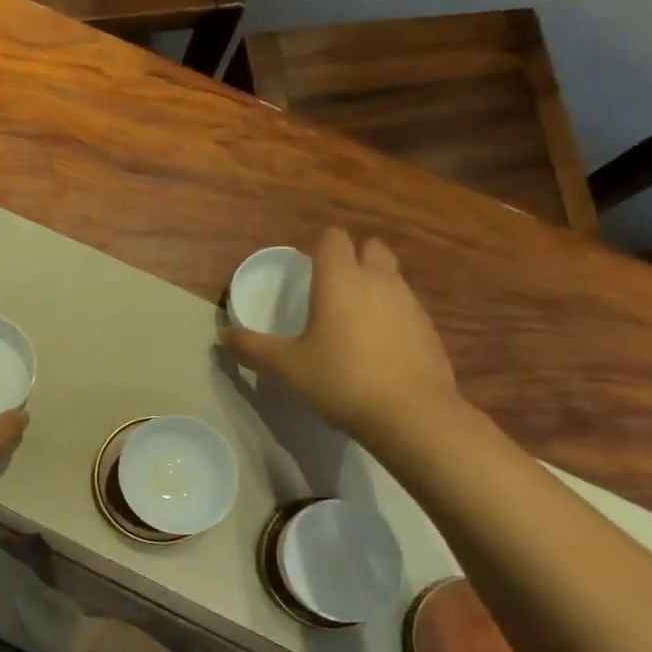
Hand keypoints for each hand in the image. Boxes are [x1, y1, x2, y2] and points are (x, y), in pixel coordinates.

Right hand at [220, 227, 460, 439]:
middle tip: (329, 285)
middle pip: (370, 247)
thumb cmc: (341, 379)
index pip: (333, 238)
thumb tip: (223, 336)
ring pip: (390, 276)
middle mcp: (378, 280)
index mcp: (340, 280)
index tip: (304, 265)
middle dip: (352, 256)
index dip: (318, 245)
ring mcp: (409, 302)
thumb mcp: (286, 366)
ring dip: (372, 284)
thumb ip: (252, 348)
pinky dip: (389, 313)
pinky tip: (375, 344)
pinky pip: (404, 305)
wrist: (411, 413)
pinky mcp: (428, 328)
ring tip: (349, 317)